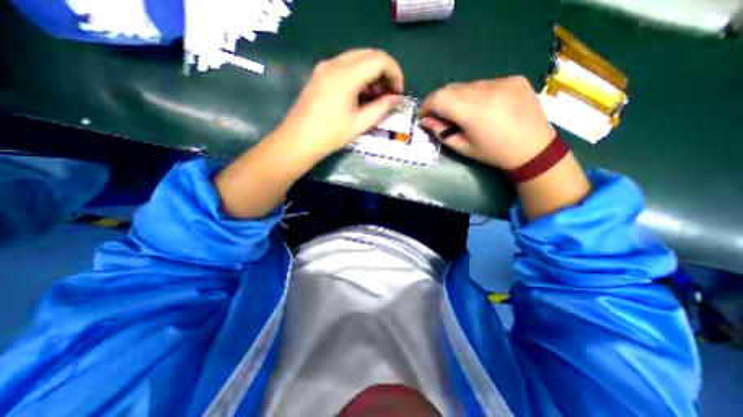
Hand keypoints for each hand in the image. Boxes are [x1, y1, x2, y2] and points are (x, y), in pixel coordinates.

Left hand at [278, 49, 405, 157]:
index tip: (398, 92)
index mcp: (346, 76)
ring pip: (357, 58)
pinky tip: (361, 94)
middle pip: (369, 54)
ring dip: (372, 73)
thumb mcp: (360, 124)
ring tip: (377, 96)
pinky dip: (359, 75)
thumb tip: (397, 99)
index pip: (379, 60)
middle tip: (390, 94)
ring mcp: (325, 67)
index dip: (395, 73)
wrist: (298, 141)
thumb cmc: (330, 135)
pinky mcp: (320, 74)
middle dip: (385, 71)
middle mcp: (334, 64)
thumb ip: (381, 108)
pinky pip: (345, 66)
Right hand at [421, 77, 553, 168]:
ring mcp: (503, 81)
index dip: (427, 104)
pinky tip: (483, 106)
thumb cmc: (494, 153)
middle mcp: (487, 91)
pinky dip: (475, 94)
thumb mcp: (463, 148)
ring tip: (463, 112)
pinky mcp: (514, 78)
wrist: (534, 149)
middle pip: (451, 88)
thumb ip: (441, 132)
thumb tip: (426, 120)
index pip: (439, 98)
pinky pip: (484, 83)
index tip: (424, 114)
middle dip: (440, 101)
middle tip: (440, 115)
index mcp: (473, 112)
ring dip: (458, 97)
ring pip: (467, 85)